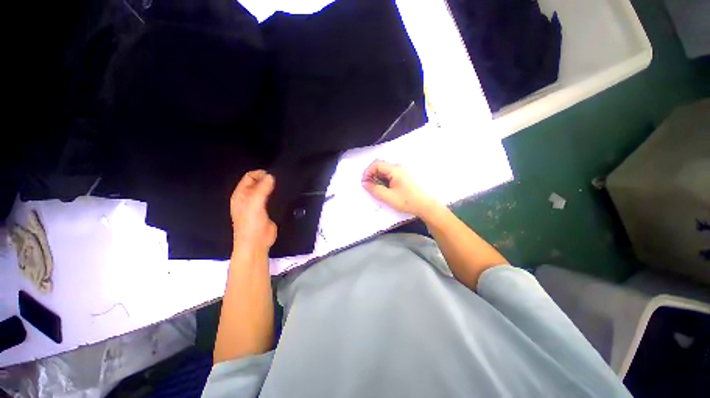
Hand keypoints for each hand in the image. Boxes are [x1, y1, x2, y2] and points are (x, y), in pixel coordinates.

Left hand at [231, 170, 276, 252]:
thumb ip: (262, 189)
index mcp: (241, 194)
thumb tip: (271, 176)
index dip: (260, 174)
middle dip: (268, 180)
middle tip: (280, 180)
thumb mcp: (254, 205)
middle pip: (258, 183)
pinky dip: (278, 196)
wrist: (257, 243)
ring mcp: (259, 205)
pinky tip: (285, 195)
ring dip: (274, 188)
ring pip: (266, 191)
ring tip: (284, 186)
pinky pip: (273, 199)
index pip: (249, 177)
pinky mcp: (268, 211)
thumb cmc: (250, 225)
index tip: (273, 175)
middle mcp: (249, 198)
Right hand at [362, 160, 437, 216]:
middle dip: (371, 175)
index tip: (364, 182)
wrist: (425, 205)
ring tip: (376, 189)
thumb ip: (374, 189)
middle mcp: (398, 167)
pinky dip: (383, 180)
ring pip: (384, 171)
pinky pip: (389, 175)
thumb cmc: (408, 201)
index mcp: (395, 170)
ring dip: (377, 178)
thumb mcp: (388, 197)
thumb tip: (364, 183)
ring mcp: (401, 171)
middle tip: (369, 186)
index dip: (367, 171)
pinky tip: (384, 189)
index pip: (376, 164)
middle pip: (380, 166)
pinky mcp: (403, 176)